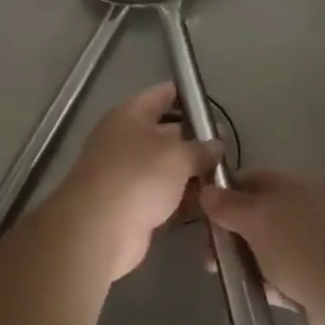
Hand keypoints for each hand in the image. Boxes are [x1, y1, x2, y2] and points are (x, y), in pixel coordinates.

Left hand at [49, 83, 221, 280]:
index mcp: (129, 116)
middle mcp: (123, 140)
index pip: (160, 95)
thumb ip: (201, 148)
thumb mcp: (178, 156)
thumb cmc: (138, 176)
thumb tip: (216, 145)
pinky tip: (205, 204)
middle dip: (193, 140)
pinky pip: (161, 196)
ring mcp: (124, 174)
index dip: (183, 95)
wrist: (100, 229)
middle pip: (164, 133)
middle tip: (225, 147)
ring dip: (189, 173)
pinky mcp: (129, 206)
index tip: (207, 102)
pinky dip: (180, 199)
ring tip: (222, 177)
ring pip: (164, 168)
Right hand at [201, 172, 324, 324]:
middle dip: (235, 233)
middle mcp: (317, 211)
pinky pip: (290, 276)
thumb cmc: (303, 249)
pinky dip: (274, 283)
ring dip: (252, 261)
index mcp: (305, 185)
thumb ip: (229, 205)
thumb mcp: (257, 219)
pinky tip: (262, 294)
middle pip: (264, 215)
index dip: (227, 194)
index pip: (257, 180)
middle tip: (210, 255)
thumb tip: (207, 190)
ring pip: (275, 248)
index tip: (203, 216)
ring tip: (232, 278)